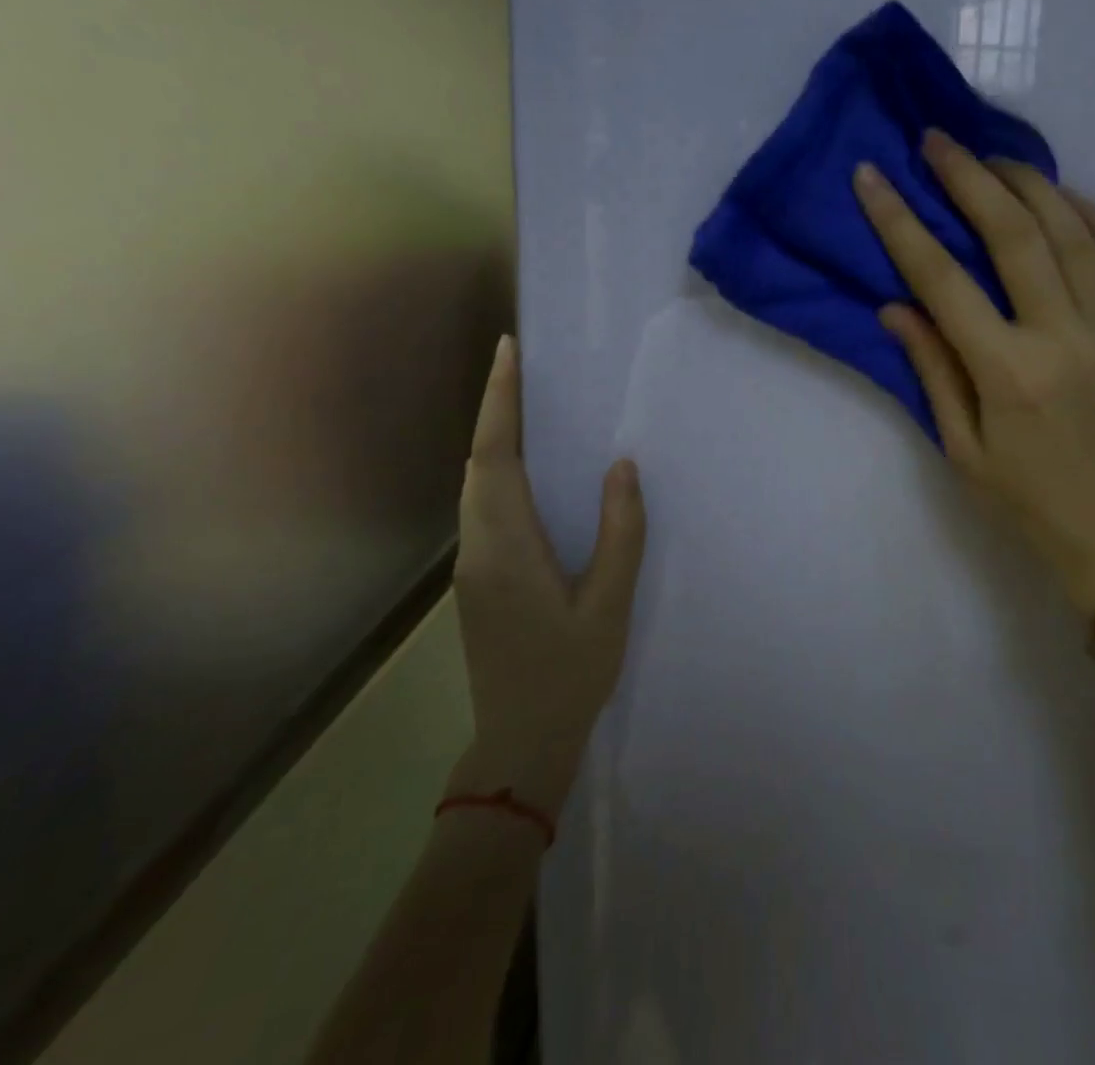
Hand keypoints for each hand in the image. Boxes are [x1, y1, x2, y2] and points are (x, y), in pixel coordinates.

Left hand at [447, 335, 645, 812]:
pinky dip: (498, 470)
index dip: (500, 400)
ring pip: (474, 483)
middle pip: (478, 461)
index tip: (508, 351)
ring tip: (525, 404)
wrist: (520, 743)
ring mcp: (472, 564)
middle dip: (495, 408)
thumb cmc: (569, 673)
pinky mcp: (478, 578)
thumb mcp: (609, 604)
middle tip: (522, 365)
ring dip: (494, 438)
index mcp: (507, 546)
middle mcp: (478, 545)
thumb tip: (621, 467)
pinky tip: (526, 469)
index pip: (496, 456)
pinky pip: (482, 506)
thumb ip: (619, 532)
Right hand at [853, 131, 1094, 618]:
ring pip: (1073, 230)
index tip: (872, 179)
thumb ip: (931, 368)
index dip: (899, 224)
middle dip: (969, 177)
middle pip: (1014, 233)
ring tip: (993, 159)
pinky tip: (1064, 197)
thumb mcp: (961, 447)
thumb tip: (896, 304)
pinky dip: (1093, 215)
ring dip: (1030, 183)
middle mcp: (1063, 337)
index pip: (942, 280)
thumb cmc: (1026, 499)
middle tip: (937, 141)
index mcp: (1008, 372)